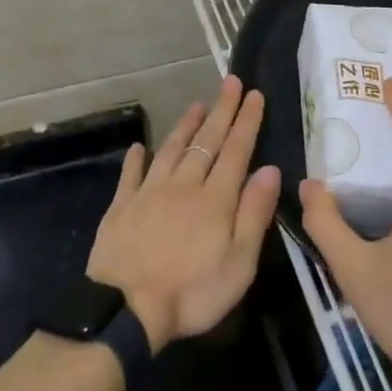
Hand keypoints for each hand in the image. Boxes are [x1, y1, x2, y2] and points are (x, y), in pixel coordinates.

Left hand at [86, 76, 281, 353]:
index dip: (246, 121)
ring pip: (171, 149)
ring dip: (185, 125)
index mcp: (215, 199)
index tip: (255, 94)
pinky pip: (131, 174)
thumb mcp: (239, 262)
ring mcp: (149, 192)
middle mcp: (183, 185)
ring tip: (196, 104)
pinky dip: (136, 158)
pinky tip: (139, 147)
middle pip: (206, 141)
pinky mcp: (121, 206)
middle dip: (221, 110)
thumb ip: (254, 213)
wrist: (126, 308)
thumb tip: (270, 169)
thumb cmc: (192, 292)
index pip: (236, 150)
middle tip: (231, 82)